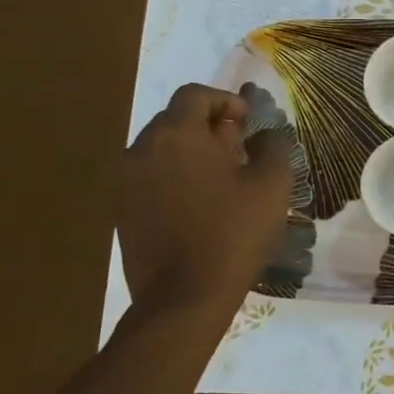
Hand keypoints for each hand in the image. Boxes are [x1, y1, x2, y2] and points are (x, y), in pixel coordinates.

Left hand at [119, 84, 292, 323]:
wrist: (183, 298)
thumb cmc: (233, 232)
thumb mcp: (271, 184)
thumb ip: (272, 145)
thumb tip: (264, 133)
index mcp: (177, 135)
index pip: (195, 95)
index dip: (225, 102)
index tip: (247, 125)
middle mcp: (142, 149)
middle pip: (176, 119)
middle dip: (208, 127)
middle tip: (238, 152)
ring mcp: (126, 182)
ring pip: (162, 149)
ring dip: (191, 153)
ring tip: (221, 181)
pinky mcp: (121, 210)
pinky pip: (150, 177)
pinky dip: (174, 178)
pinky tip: (199, 205)